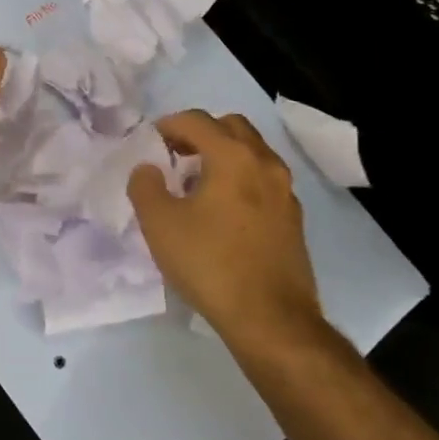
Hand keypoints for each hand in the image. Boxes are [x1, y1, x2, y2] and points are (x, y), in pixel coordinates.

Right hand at [128, 110, 326, 358]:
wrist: (271, 319)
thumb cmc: (210, 263)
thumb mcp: (159, 223)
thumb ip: (145, 186)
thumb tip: (149, 169)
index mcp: (233, 156)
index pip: (197, 120)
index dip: (168, 125)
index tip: (149, 143)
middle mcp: (265, 164)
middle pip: (231, 127)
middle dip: (200, 133)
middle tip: (175, 155)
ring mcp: (285, 192)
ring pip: (252, 154)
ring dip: (223, 156)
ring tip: (196, 185)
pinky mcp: (293, 219)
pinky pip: (263, 181)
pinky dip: (240, 180)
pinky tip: (221, 212)